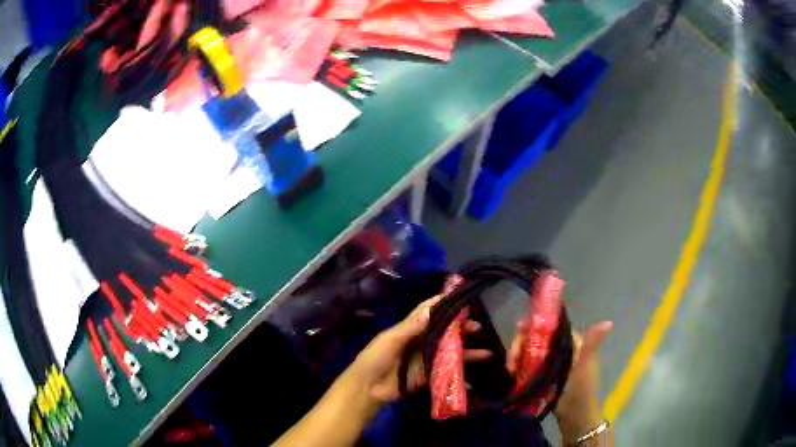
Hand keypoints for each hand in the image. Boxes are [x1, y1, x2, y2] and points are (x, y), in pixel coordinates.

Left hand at [348, 278, 491, 404]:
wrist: (367, 388)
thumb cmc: (375, 359)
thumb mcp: (390, 340)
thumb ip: (411, 327)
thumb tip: (432, 308)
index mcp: (409, 328)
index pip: (428, 311)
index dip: (443, 303)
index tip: (461, 297)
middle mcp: (420, 340)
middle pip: (444, 331)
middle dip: (461, 328)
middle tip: (478, 327)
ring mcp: (425, 358)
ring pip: (450, 350)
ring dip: (466, 348)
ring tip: (486, 349)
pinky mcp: (428, 374)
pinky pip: (447, 369)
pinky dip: (461, 368)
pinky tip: (475, 370)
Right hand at [507, 320, 611, 441]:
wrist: (574, 416)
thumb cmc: (580, 390)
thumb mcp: (585, 366)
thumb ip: (590, 344)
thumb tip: (609, 323)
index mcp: (575, 343)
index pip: (551, 327)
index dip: (534, 327)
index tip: (519, 332)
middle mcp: (562, 349)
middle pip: (537, 339)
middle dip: (522, 346)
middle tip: (512, 361)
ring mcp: (551, 362)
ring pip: (530, 352)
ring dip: (518, 358)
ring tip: (510, 369)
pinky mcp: (542, 374)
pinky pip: (527, 365)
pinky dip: (519, 367)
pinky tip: (511, 372)